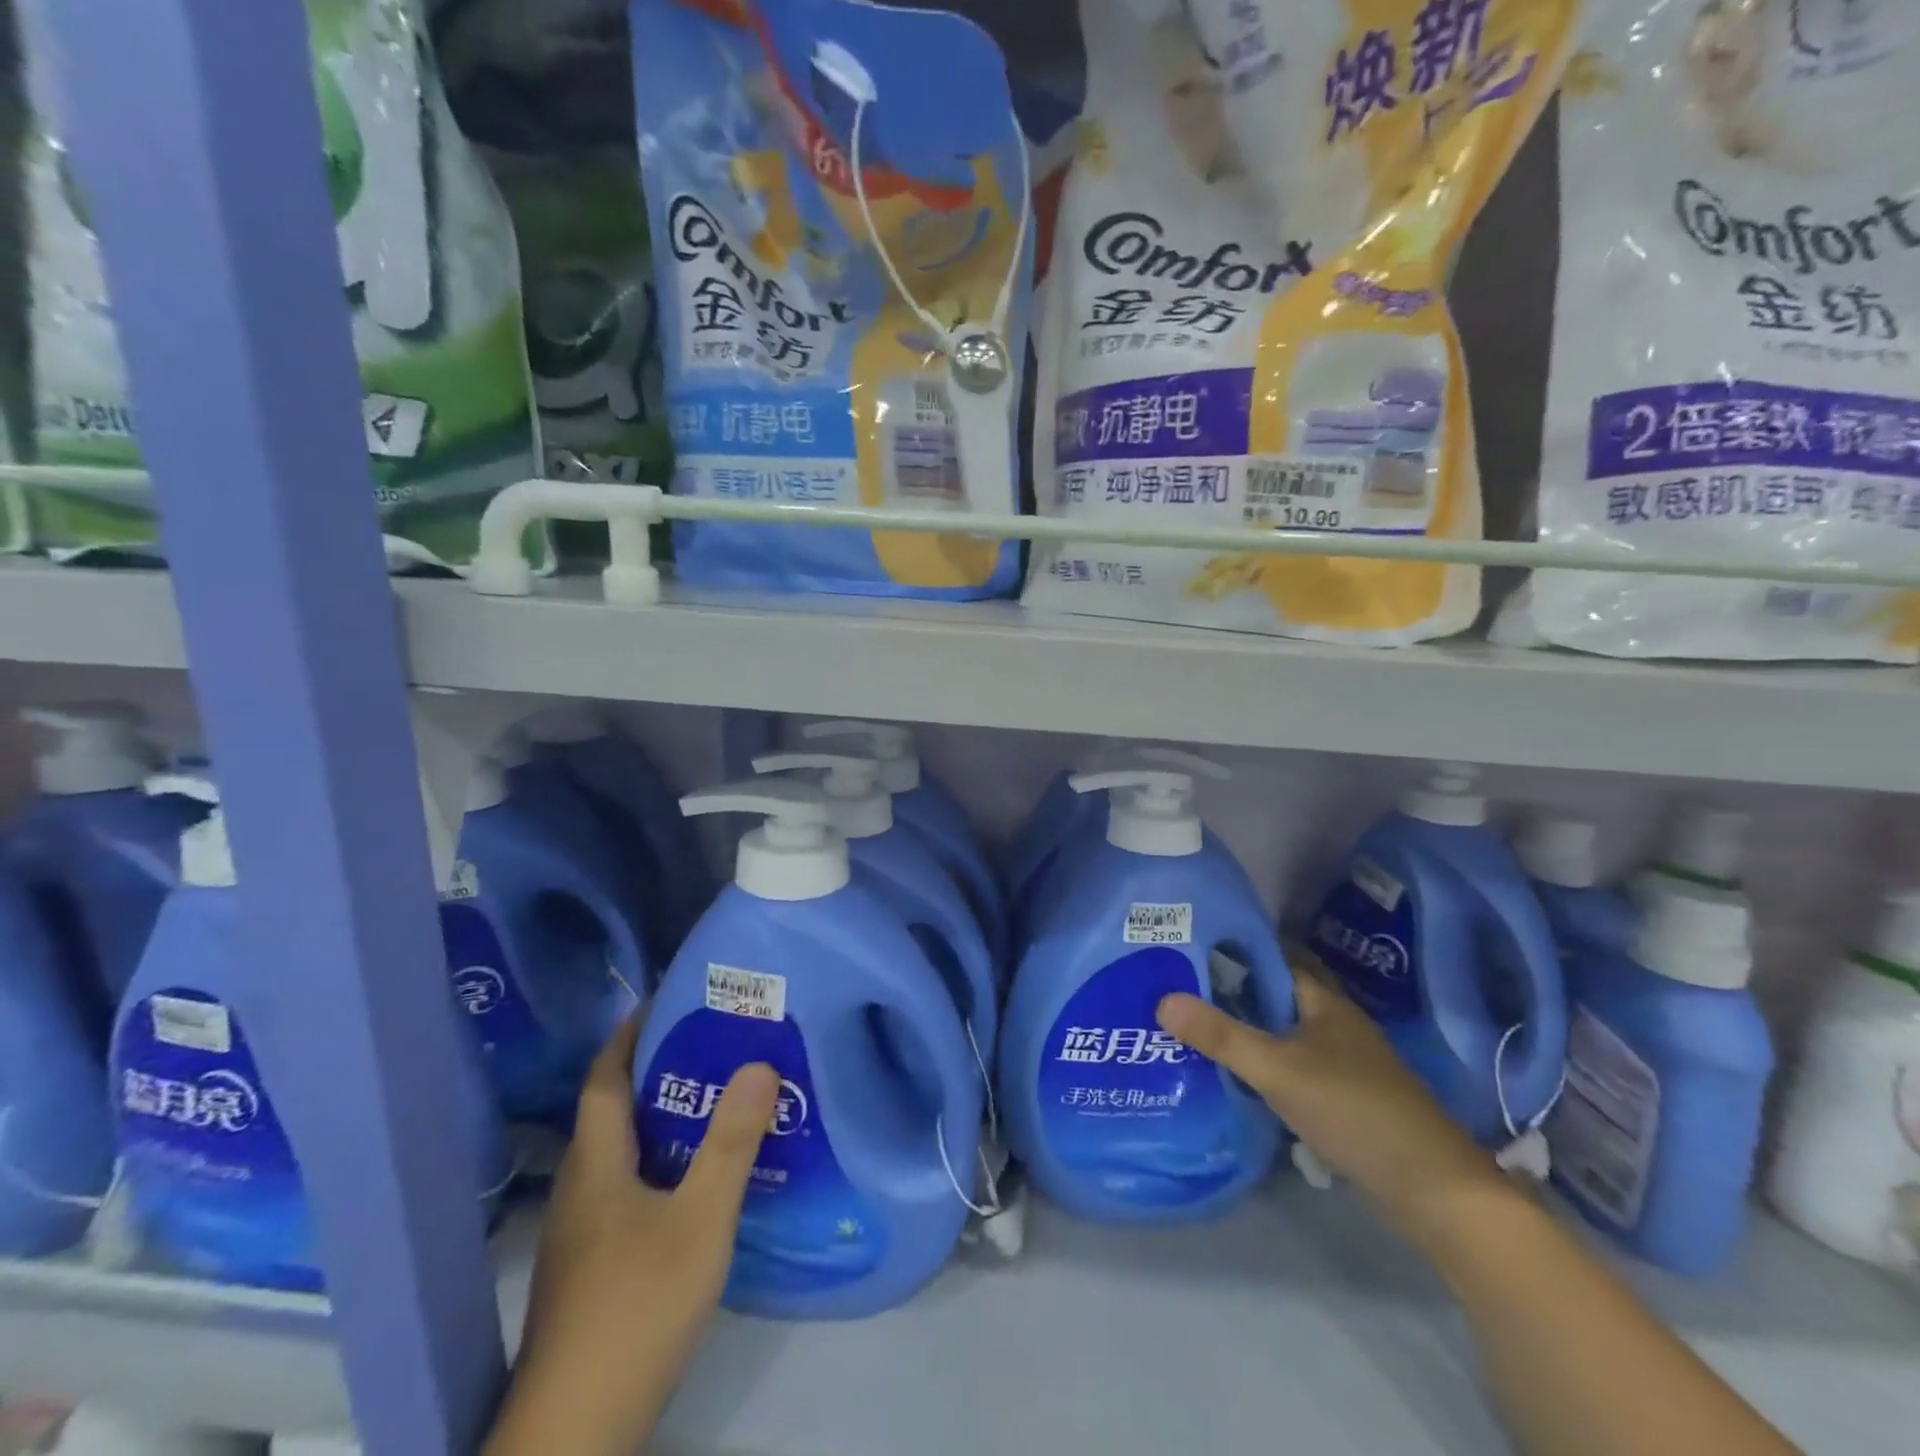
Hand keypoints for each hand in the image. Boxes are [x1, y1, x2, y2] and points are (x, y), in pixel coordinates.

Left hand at [486, 1018, 778, 1455]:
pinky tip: (697, 1183)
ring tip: (716, 1104)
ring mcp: (581, 1235)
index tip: (665, 1002)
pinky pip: (627, 1189)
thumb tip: (759, 1063)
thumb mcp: (700, 1219)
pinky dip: (660, 1165)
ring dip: (662, 1120)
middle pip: (613, 1112)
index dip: (629, 1035)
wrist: (575, 1432)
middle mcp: (580, 1189)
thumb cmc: (637, 1306)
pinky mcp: (591, 1269)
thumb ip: (731, 1142)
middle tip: (713, 1046)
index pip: (604, 1078)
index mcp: (596, 1165)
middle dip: (657, 1072)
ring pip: (621, 1154)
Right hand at [1157, 965, 1509, 1249]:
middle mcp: (1334, 1024)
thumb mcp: (1278, 1070)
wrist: (1433, 1190)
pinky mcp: (1345, 1098)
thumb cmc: (1354, 1110)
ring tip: (1195, 1028)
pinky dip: (1264, 1064)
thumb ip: (1221, 1036)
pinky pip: (1292, 1065)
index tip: (1189, 947)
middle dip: (1232, 992)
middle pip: (1276, 996)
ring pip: (1283, 1033)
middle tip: (1179, 988)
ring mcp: (1343, 1063)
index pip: (1274, 958)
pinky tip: (1235, 1076)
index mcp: (1324, 1002)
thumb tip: (1162, 999)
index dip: (1235, 950)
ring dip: (1247, 1030)